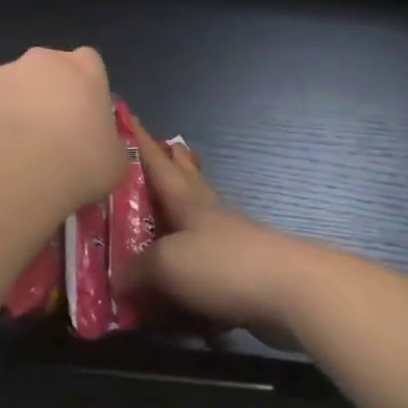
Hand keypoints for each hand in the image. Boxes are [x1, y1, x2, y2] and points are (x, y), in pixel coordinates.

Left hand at [0, 47, 125, 221]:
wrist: (13, 175)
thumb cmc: (78, 162)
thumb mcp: (115, 161)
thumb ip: (110, 144)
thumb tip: (102, 149)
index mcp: (83, 67)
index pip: (90, 63)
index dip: (88, 89)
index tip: (87, 118)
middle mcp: (42, 61)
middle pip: (49, 71)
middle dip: (50, 95)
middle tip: (54, 135)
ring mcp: (1, 76)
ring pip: (14, 88)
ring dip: (18, 109)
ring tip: (20, 152)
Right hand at [125, 117, 312, 345]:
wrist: (289, 292)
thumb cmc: (222, 264)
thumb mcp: (167, 264)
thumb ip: (137, 270)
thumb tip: (118, 281)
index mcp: (186, 201)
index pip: (157, 163)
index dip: (140, 141)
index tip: (127, 115)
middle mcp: (207, 215)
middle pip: (186, 181)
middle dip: (172, 164)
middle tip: (163, 146)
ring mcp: (227, 243)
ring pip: (196, 219)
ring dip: (180, 212)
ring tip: (163, 212)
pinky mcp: (239, 274)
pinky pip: (204, 264)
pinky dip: (189, 266)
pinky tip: (180, 281)